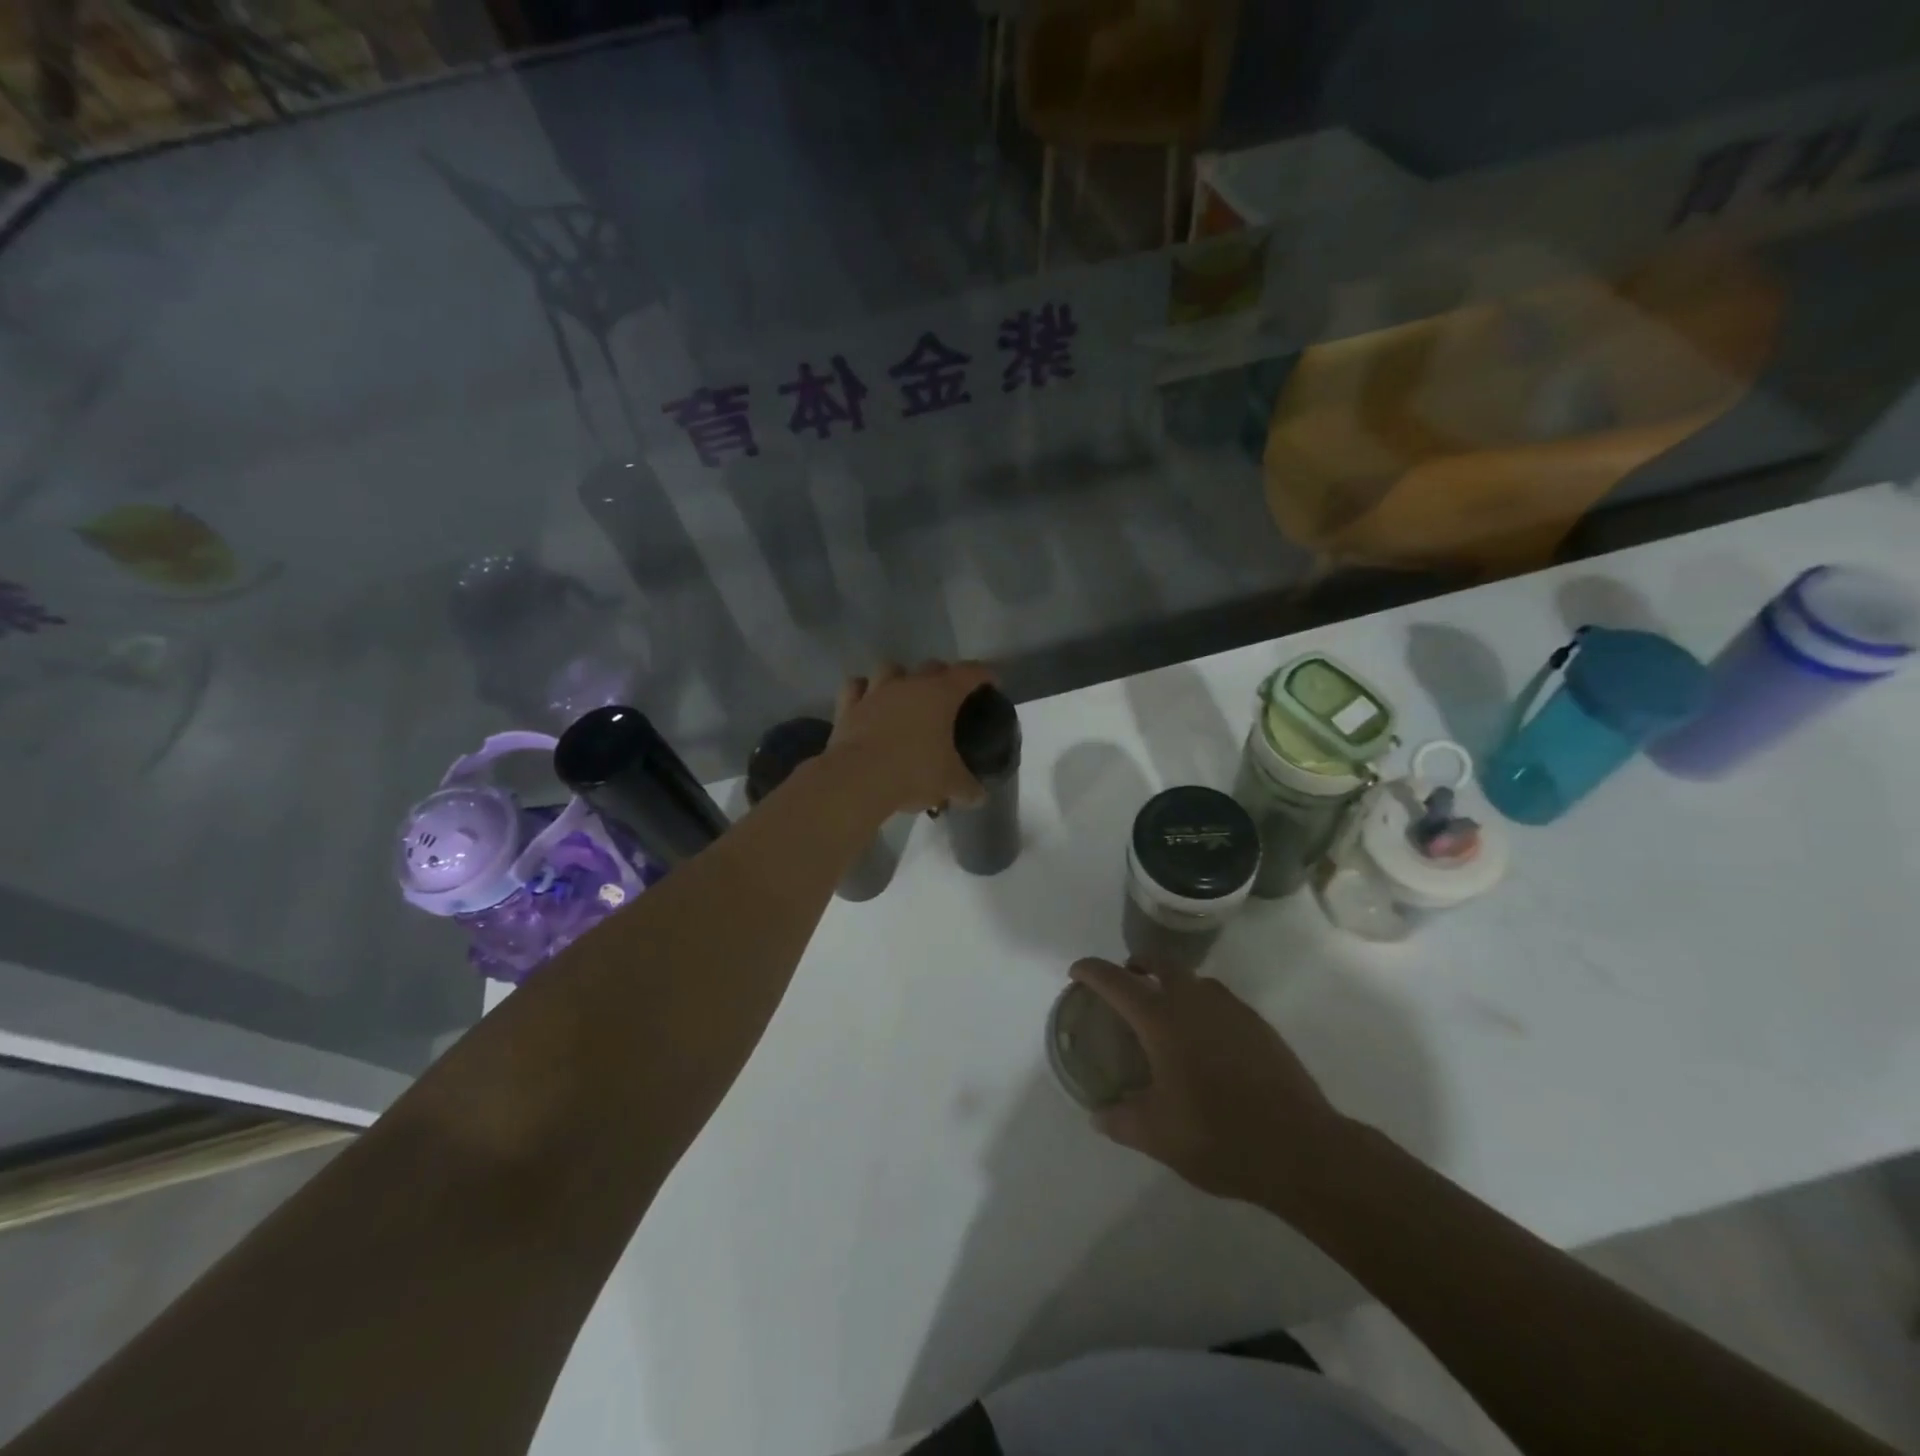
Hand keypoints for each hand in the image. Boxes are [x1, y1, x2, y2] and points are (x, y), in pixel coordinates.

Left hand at [825, 661, 996, 814]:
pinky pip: (856, 687)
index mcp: (940, 695)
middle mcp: (908, 684)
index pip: (970, 673)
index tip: (991, 682)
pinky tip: (868, 701)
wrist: (858, 779)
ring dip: (900, 677)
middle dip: (943, 676)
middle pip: (931, 666)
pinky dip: (863, 690)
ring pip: (890, 668)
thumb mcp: (950, 784)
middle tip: (949, 697)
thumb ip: (968, 788)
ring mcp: (875, 692)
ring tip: (905, 695)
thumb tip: (979, 797)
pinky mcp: (848, 707)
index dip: (984, 674)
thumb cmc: (914, 773)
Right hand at [1069, 957, 1347, 1205]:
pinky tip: (1205, 1042)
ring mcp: (1231, 1008)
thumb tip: (1099, 1114)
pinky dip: (1201, 1006)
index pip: (1116, 980)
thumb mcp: (1156, 1136)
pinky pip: (1219, 1001)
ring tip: (1164, 1014)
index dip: (1091, 971)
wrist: (1301, 1149)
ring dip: (1171, 984)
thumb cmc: (1219, 1136)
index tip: (1076, 972)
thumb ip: (1119, 1120)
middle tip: (1125, 985)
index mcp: (1161, 1019)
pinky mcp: (1259, 1024)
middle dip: (1136, 966)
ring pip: (1193, 980)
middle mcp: (1194, 1000)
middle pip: (1159, 964)